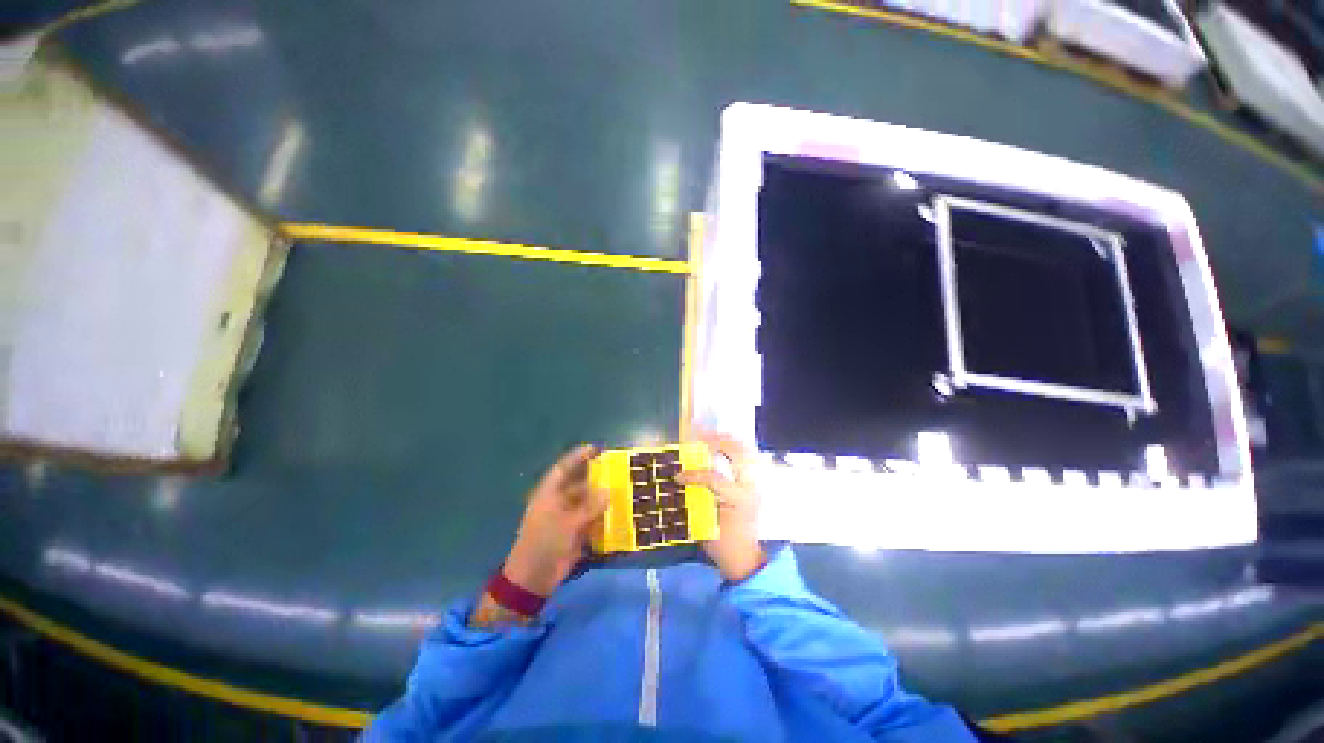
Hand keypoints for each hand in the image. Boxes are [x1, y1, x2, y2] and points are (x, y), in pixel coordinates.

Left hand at [503, 445, 606, 596]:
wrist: (533, 579)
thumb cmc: (545, 544)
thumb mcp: (568, 524)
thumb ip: (589, 507)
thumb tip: (608, 490)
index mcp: (550, 494)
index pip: (564, 468)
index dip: (579, 456)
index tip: (596, 448)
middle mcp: (558, 501)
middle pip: (579, 483)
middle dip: (596, 477)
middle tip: (617, 471)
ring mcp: (566, 517)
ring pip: (586, 501)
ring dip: (601, 497)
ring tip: (622, 490)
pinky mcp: (573, 532)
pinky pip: (590, 518)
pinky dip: (601, 515)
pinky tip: (617, 513)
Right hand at [679, 431, 764, 582]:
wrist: (744, 558)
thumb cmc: (722, 545)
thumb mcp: (705, 525)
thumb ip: (697, 499)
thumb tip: (681, 480)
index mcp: (738, 500)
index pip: (714, 478)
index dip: (693, 475)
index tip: (677, 476)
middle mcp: (750, 487)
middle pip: (737, 454)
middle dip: (717, 442)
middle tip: (698, 437)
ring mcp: (755, 483)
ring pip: (746, 451)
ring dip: (728, 441)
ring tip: (710, 436)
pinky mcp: (754, 483)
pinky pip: (748, 458)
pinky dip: (736, 448)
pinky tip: (723, 444)